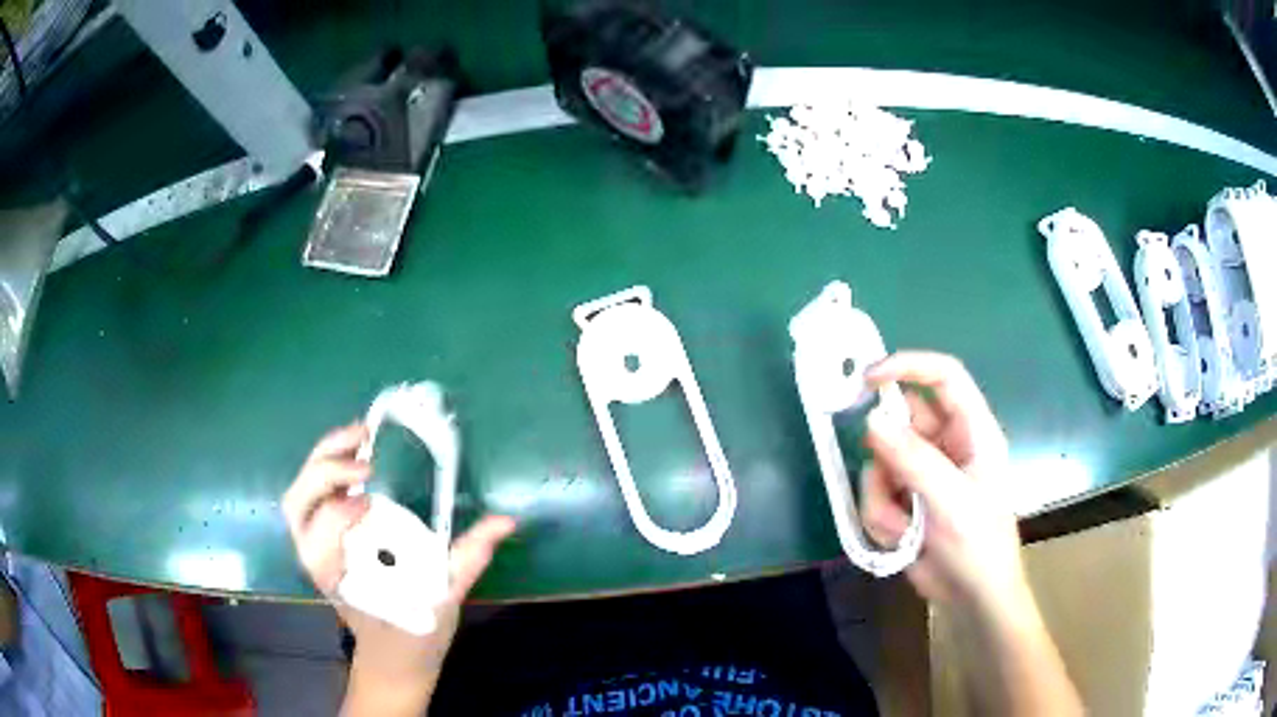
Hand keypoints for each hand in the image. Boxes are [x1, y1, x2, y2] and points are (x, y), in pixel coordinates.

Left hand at [282, 424, 515, 713]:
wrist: (392, 659)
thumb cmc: (413, 637)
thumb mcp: (442, 603)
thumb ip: (468, 560)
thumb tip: (504, 521)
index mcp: (340, 582)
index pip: (320, 543)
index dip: (336, 514)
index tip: (371, 495)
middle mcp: (317, 560)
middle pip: (299, 505)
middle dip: (324, 472)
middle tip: (367, 454)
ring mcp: (316, 545)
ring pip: (299, 495)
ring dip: (323, 458)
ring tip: (361, 436)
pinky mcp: (324, 536)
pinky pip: (313, 494)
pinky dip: (327, 465)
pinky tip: (359, 452)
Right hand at [860, 352, 1025, 614]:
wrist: (972, 599)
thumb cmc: (978, 546)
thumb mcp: (951, 503)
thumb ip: (914, 460)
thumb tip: (872, 420)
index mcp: (973, 431)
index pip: (943, 377)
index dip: (908, 366)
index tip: (867, 377)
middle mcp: (947, 444)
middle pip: (902, 420)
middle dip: (885, 449)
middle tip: (882, 477)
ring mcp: (923, 473)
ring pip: (881, 461)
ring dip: (882, 495)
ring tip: (902, 528)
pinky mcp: (905, 499)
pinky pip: (875, 493)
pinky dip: (880, 516)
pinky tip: (900, 540)